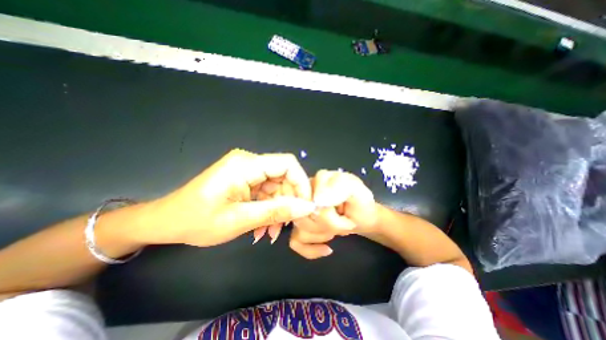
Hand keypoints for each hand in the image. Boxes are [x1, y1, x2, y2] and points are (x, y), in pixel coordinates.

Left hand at [135, 149, 314, 246]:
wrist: (166, 222)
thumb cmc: (196, 221)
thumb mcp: (239, 220)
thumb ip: (276, 212)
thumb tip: (307, 207)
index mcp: (246, 165)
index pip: (287, 163)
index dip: (301, 182)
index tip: (306, 205)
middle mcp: (249, 163)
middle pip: (284, 176)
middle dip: (289, 201)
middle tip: (287, 225)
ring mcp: (248, 171)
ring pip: (277, 187)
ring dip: (278, 209)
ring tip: (271, 231)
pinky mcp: (246, 180)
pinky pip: (266, 192)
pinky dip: (269, 209)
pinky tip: (263, 227)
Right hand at [289, 170, 376, 260]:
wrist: (361, 216)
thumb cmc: (360, 203)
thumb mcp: (358, 192)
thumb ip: (341, 187)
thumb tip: (318, 199)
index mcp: (318, 179)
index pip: (310, 201)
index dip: (329, 216)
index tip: (345, 217)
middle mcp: (305, 192)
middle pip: (304, 216)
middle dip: (329, 226)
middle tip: (345, 223)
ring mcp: (300, 209)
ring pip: (300, 229)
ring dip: (323, 235)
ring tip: (338, 229)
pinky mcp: (300, 224)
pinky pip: (295, 241)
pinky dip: (311, 249)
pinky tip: (327, 249)